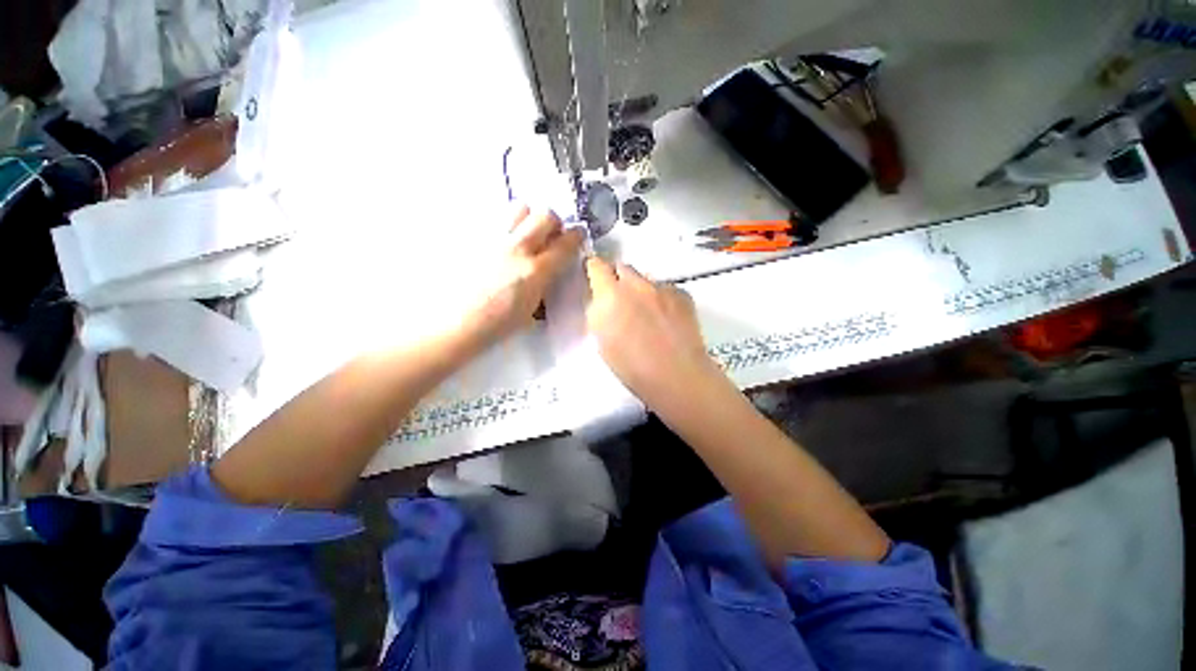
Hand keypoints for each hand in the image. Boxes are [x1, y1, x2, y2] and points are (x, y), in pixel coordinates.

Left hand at [467, 206, 582, 342]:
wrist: (455, 323)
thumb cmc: (496, 326)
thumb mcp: (531, 311)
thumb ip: (544, 286)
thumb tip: (549, 273)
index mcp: (535, 271)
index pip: (565, 243)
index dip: (576, 236)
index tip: (577, 236)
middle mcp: (517, 249)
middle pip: (545, 215)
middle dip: (553, 223)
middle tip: (550, 236)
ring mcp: (493, 239)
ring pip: (519, 207)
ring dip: (528, 218)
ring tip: (524, 234)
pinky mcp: (474, 238)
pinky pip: (495, 219)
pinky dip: (505, 226)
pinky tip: (500, 245)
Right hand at [584, 257, 723, 409]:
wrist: (677, 375)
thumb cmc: (633, 367)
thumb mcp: (602, 340)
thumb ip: (600, 313)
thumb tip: (603, 302)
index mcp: (610, 296)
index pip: (596, 266)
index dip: (594, 270)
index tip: (595, 276)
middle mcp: (636, 284)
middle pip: (622, 267)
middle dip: (618, 279)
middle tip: (620, 300)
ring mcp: (661, 288)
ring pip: (645, 279)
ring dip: (641, 290)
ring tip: (647, 315)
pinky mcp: (682, 294)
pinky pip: (666, 289)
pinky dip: (662, 299)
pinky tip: (666, 320)